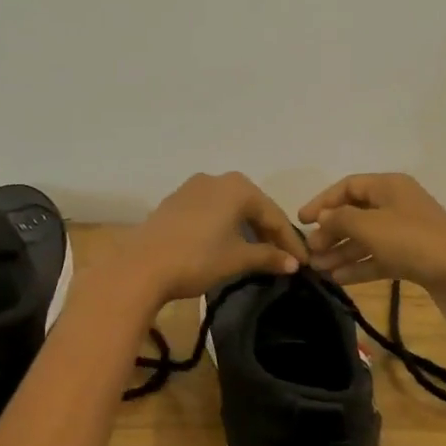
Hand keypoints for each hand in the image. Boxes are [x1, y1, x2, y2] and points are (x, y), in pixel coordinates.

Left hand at [111, 173, 302, 305]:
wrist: (142, 265)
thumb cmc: (197, 258)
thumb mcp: (237, 259)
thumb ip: (268, 257)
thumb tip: (293, 263)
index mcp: (238, 187)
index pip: (274, 215)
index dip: (290, 241)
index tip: (304, 263)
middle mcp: (217, 179)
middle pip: (253, 207)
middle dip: (269, 232)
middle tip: (284, 257)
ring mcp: (192, 187)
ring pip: (230, 207)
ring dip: (246, 228)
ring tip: (258, 251)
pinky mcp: (175, 201)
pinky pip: (211, 210)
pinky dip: (224, 225)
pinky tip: (227, 243)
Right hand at [298, 173, 445, 326]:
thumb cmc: (412, 242)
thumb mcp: (368, 226)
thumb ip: (338, 220)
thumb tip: (322, 220)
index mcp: (390, 186)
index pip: (348, 186)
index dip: (322, 202)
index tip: (301, 222)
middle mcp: (398, 204)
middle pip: (356, 213)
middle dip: (331, 232)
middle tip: (310, 252)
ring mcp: (407, 232)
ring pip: (366, 238)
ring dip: (341, 252)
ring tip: (318, 269)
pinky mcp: (413, 258)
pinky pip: (378, 257)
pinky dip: (359, 266)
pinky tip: (337, 279)